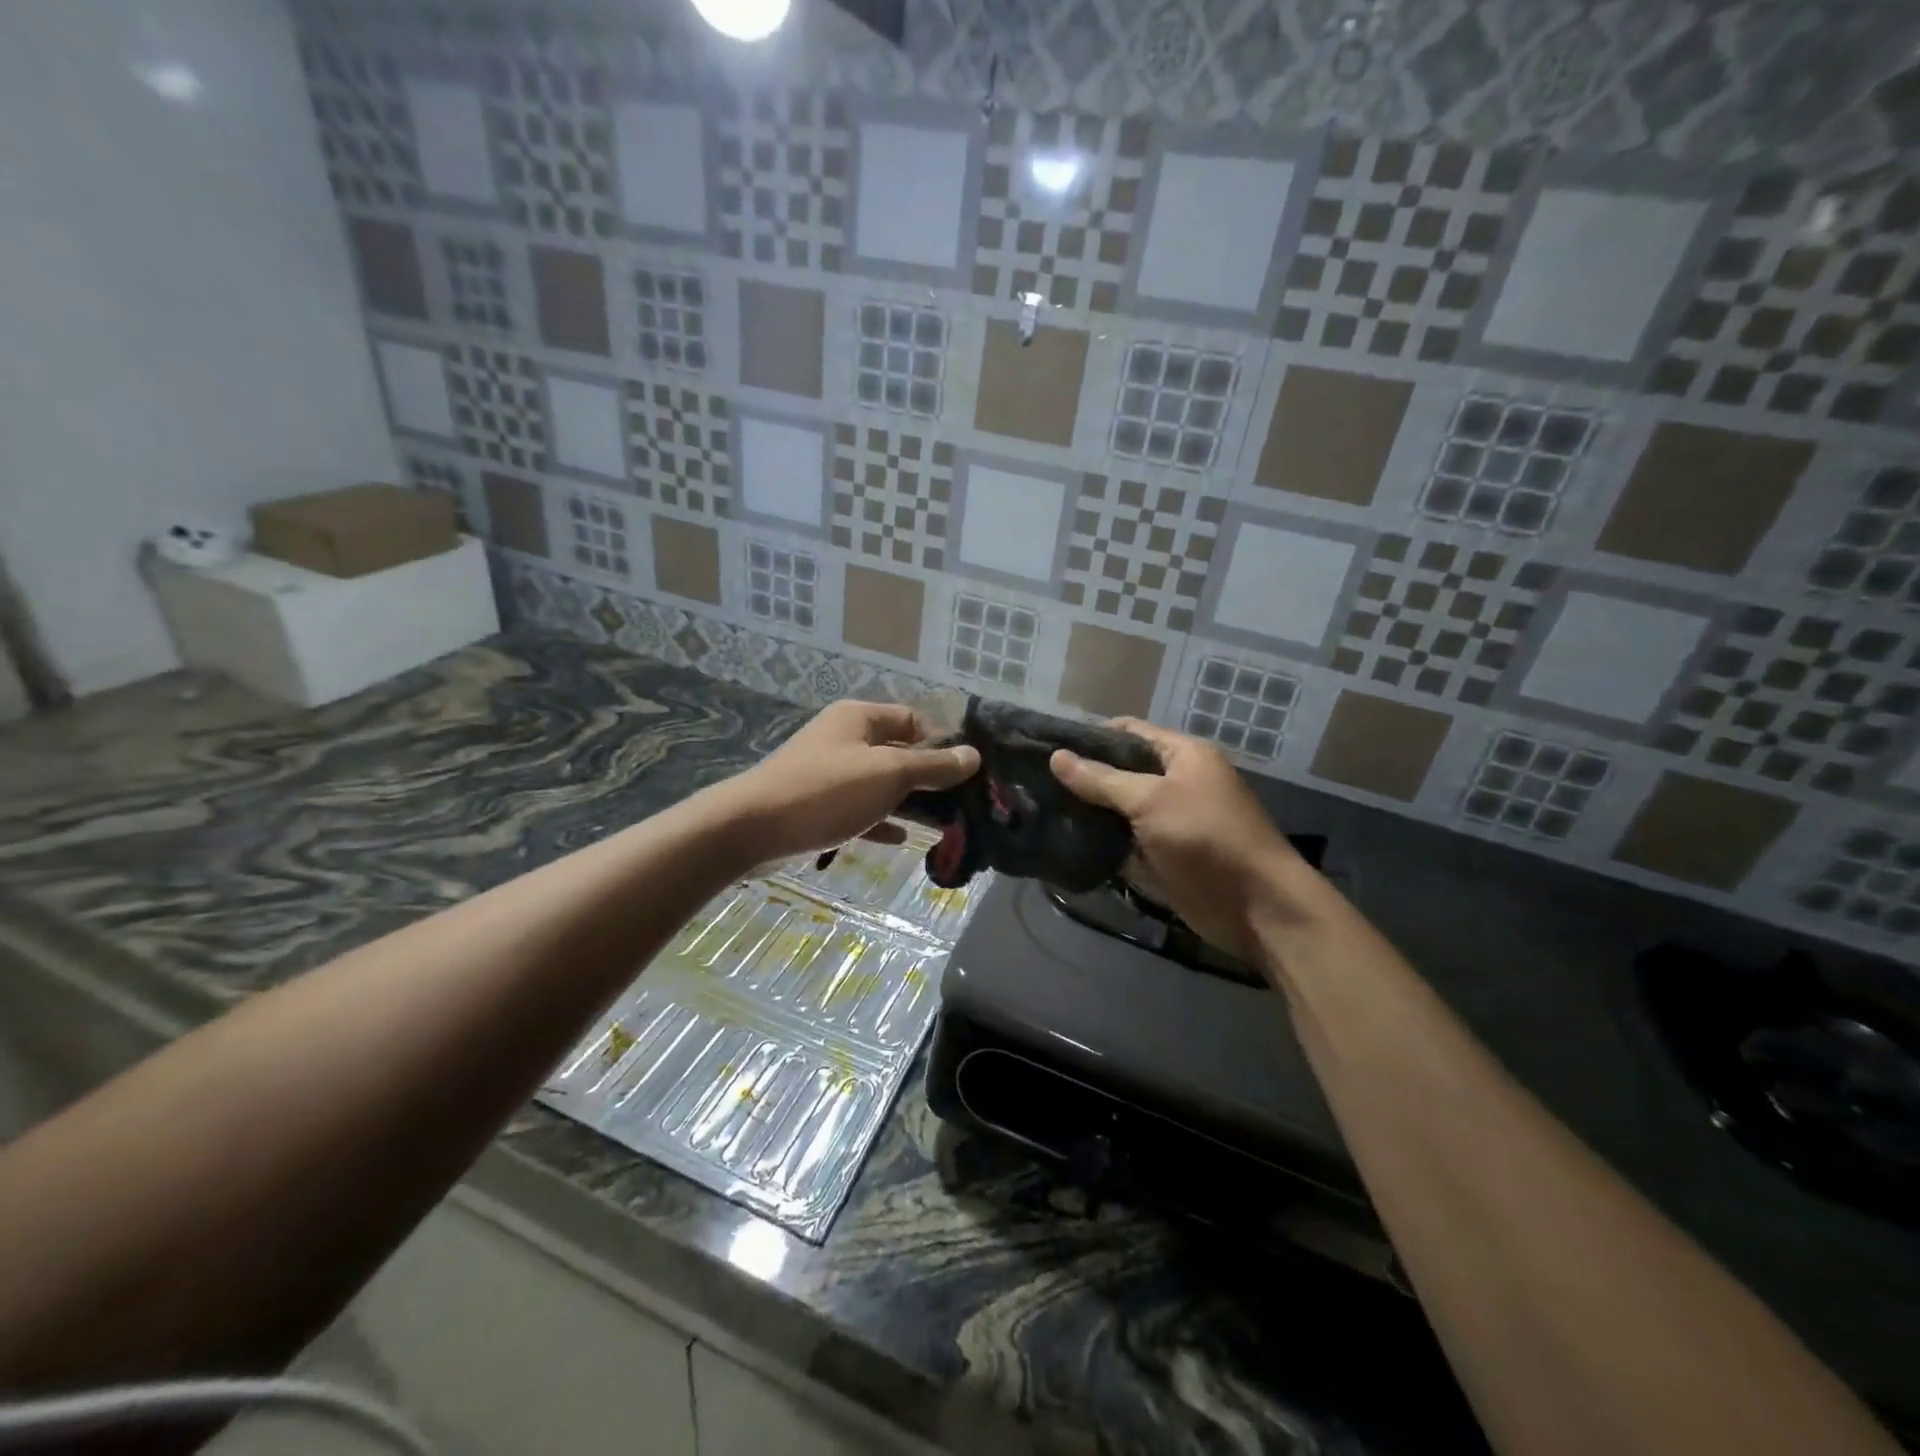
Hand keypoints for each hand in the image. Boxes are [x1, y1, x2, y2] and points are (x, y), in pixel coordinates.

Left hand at [713, 701, 978, 866]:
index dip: (940, 743)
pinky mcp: (815, 804)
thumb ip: (933, 766)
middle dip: (927, 778)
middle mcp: (843, 738)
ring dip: (906, 802)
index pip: (912, 720)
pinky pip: (857, 808)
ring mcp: (827, 772)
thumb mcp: (889, 774)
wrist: (751, 828)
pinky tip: (900, 839)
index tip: (964, 774)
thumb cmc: (827, 791)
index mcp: (859, 718)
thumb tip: (974, 755)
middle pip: (896, 753)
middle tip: (960, 805)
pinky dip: (879, 820)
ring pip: (878, 784)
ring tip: (941, 825)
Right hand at [1050, 720, 1307, 960]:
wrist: (1256, 905)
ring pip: (1119, 810)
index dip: (1091, 736)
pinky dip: (1101, 843)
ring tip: (1040, 809)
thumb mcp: (1151, 800)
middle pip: (1121, 771)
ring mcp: (1168, 821)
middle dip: (1084, 777)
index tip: (1047, 746)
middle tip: (1036, 782)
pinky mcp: (1162, 856)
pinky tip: (1064, 841)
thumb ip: (1102, 780)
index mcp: (1182, 755)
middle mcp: (1176, 782)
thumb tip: (1056, 757)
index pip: (1129, 732)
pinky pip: (1125, 842)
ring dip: (1089, 812)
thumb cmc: (1206, 837)